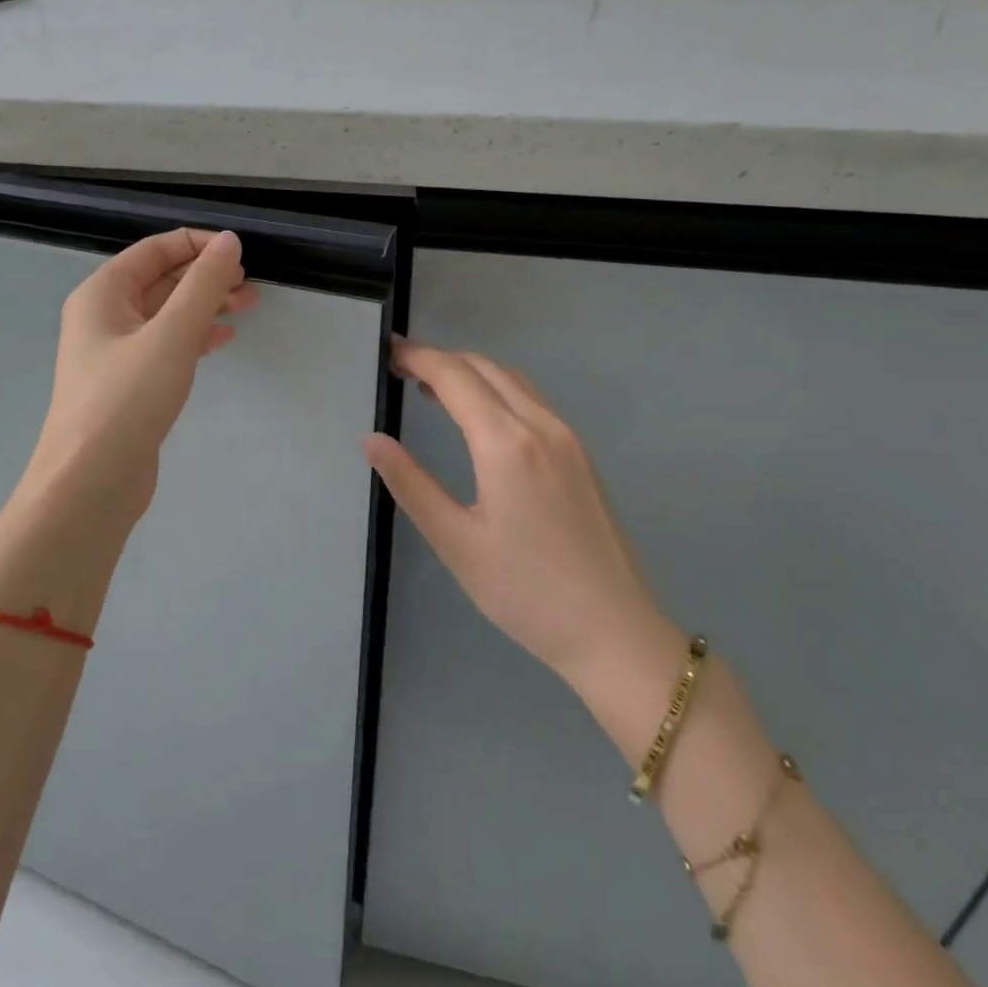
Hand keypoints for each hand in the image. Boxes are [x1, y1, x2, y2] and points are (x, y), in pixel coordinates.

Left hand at [28, 229, 257, 517]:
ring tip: (249, 306)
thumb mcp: (172, 335)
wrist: (90, 483)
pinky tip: (223, 338)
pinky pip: (165, 346)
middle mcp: (103, 316)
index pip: (154, 250)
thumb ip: (203, 285)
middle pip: (161, 281)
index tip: (239, 252)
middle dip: (206, 277)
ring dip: (205, 306)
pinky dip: (194, 337)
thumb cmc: (127, 400)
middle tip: (250, 285)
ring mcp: (114, 353)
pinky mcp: (128, 384)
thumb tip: (228, 240)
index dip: (197, 244)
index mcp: (102, 293)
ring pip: (166, 315)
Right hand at [363, 340, 671, 692]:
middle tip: (401, 369)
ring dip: (470, 372)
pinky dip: (497, 390)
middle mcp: (541, 425)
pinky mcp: (580, 456)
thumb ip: (410, 484)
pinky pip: (532, 400)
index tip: (386, 354)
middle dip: (441, 359)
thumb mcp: (455, 541)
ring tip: (431, 387)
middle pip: (484, 367)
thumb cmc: (525, 592)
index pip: (454, 376)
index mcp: (506, 442)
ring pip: (513, 380)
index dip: (417, 358)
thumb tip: (372, 440)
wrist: (615, 633)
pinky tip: (480, 418)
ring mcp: (567, 438)